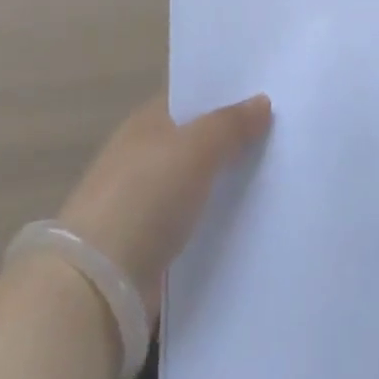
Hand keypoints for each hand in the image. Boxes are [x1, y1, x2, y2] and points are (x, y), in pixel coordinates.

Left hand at [55, 93, 271, 318]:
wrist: (97, 285)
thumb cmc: (145, 197)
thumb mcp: (196, 148)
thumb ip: (231, 124)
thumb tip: (262, 101)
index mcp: (147, 121)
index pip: (192, 97)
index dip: (226, 93)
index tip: (267, 94)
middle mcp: (143, 155)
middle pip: (196, 139)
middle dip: (232, 138)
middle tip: (281, 135)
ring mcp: (143, 202)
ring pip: (196, 183)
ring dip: (225, 182)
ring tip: (275, 177)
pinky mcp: (149, 246)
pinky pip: (192, 222)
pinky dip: (214, 220)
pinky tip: (248, 220)